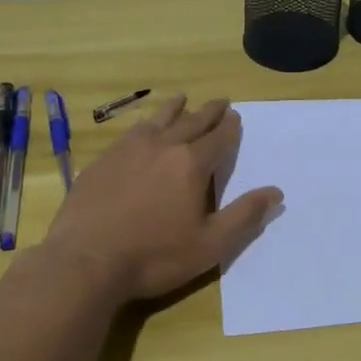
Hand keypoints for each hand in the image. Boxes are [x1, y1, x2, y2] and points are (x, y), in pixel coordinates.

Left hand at [44, 94, 282, 302]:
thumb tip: (276, 192)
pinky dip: (144, 123)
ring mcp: (129, 149)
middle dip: (209, 111)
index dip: (229, 127)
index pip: (218, 137)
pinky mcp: (103, 160)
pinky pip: (130, 132)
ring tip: (182, 99)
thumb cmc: (154, 256)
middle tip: (220, 102)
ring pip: (158, 119)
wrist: (85, 260)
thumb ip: (244, 216)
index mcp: (191, 164)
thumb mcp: (209, 245)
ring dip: (174, 108)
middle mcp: (163, 146)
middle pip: (191, 121)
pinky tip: (141, 128)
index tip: (236, 116)